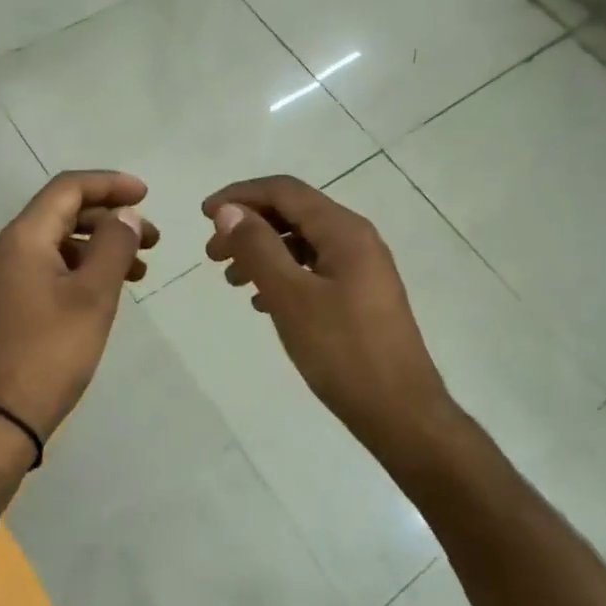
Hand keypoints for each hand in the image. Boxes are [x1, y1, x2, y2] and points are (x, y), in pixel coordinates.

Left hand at [0, 171, 157, 460]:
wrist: (1, 417)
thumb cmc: (51, 352)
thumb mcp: (93, 295)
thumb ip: (114, 246)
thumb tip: (127, 214)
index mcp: (25, 237)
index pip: (68, 188)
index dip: (110, 184)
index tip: (147, 194)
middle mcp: (11, 248)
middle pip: (65, 212)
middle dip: (111, 217)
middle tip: (153, 237)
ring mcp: (9, 276)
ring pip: (62, 241)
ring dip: (102, 245)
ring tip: (142, 266)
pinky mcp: (13, 301)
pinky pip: (54, 266)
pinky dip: (86, 267)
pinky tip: (112, 287)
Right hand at [203, 175, 451, 447]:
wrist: (401, 413)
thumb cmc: (343, 352)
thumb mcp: (291, 297)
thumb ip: (258, 248)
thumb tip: (229, 212)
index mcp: (344, 231)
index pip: (285, 191)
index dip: (241, 195)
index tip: (204, 215)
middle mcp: (356, 240)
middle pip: (293, 214)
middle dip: (249, 227)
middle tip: (212, 255)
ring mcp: (362, 270)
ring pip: (302, 245)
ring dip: (263, 254)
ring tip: (232, 282)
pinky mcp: (361, 297)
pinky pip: (313, 271)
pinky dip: (283, 277)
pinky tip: (262, 303)